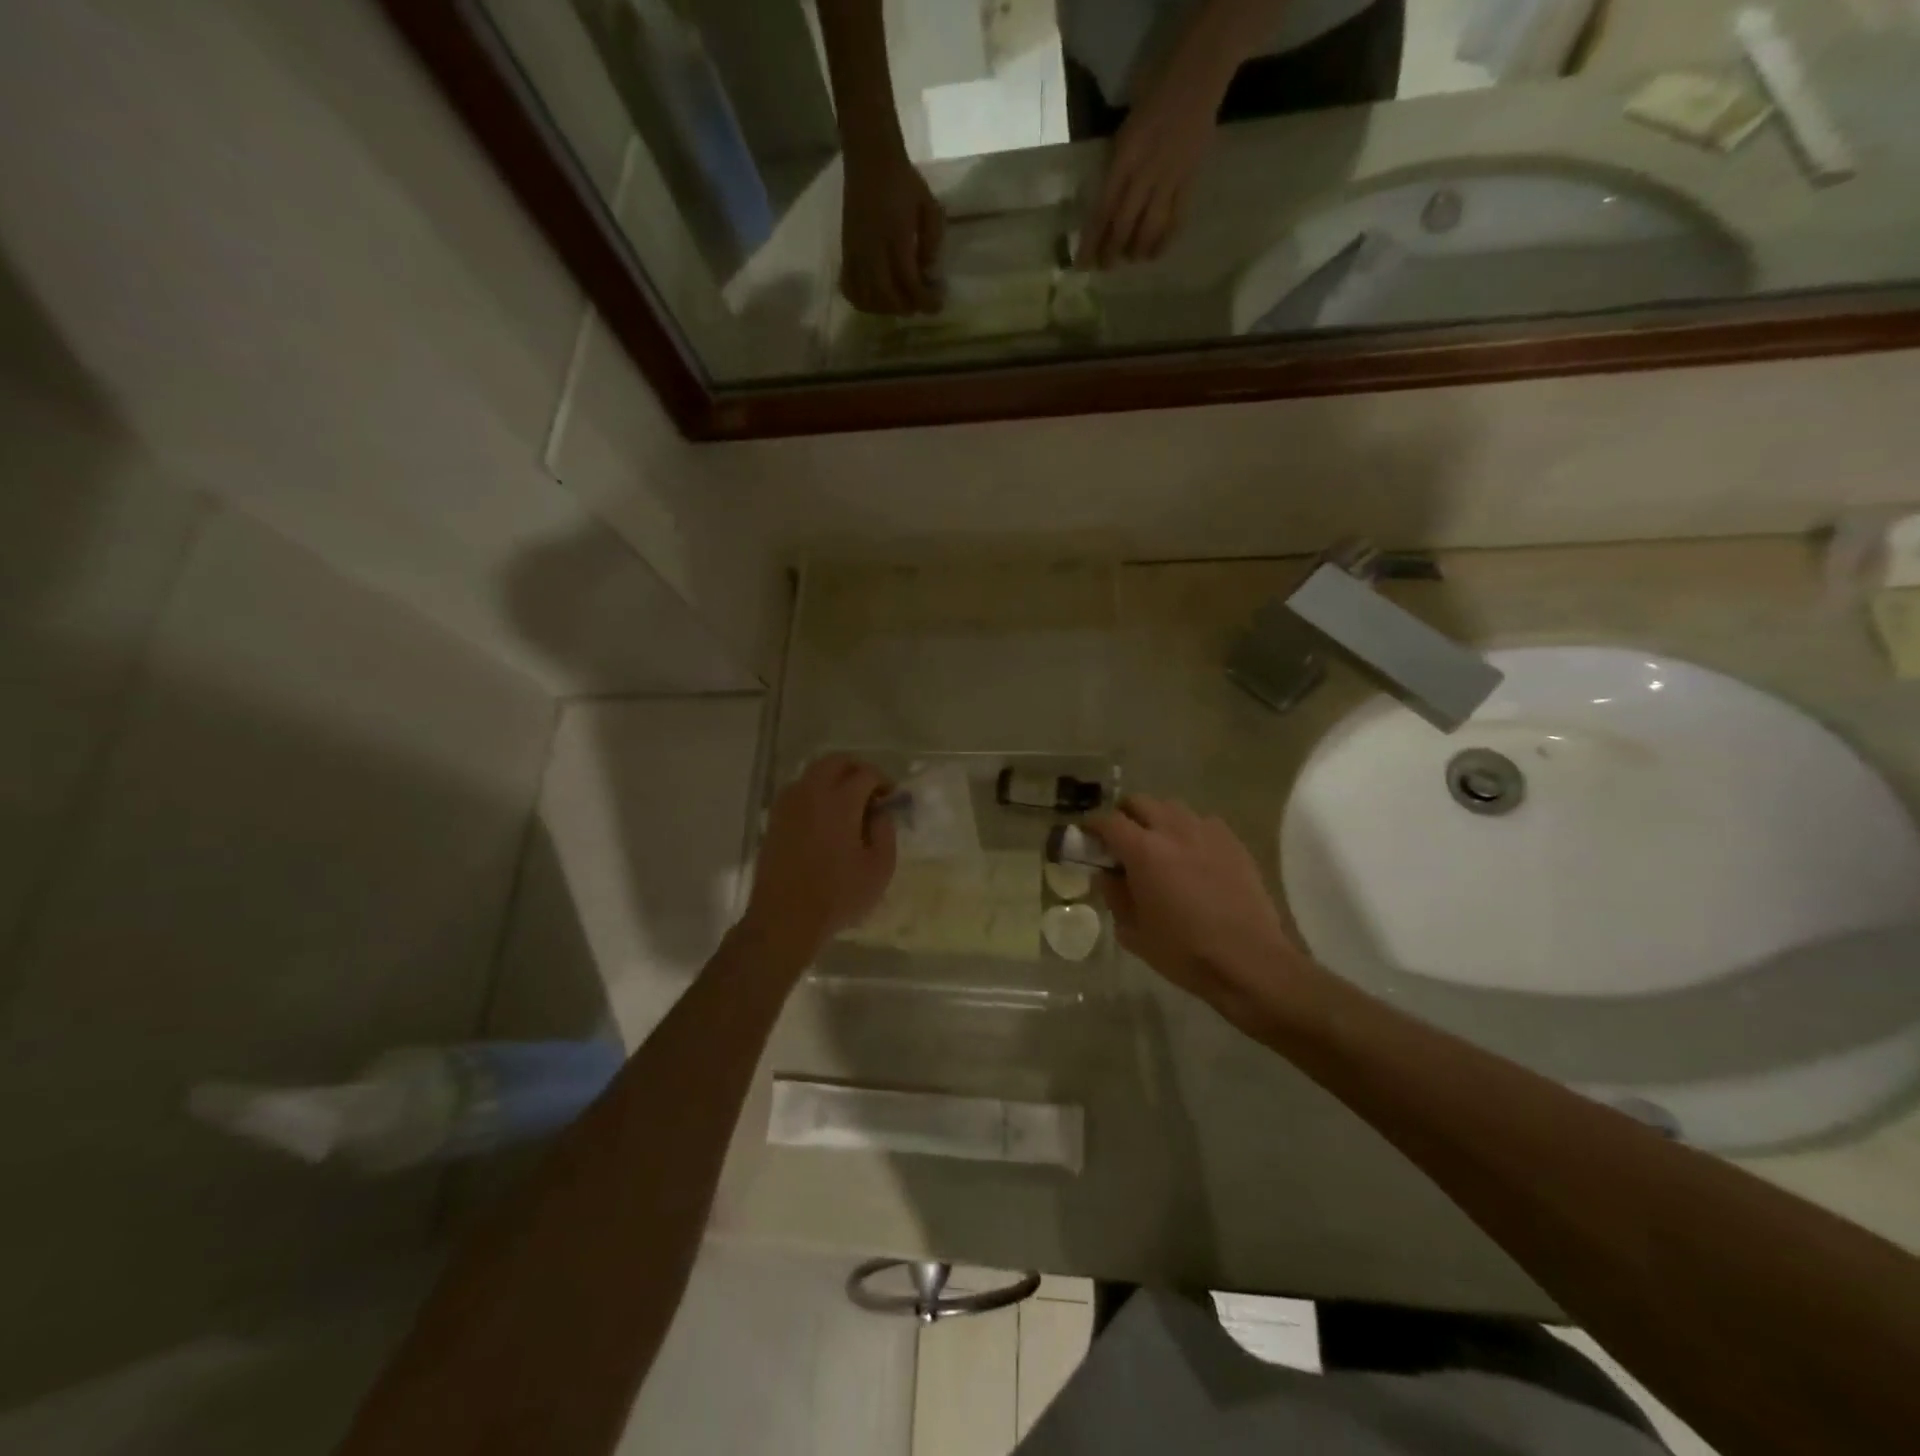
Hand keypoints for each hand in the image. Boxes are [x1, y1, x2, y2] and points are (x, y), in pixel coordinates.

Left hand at [741, 755, 896, 964]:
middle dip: (857, 769)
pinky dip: (815, 793)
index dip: (883, 781)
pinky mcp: (775, 820)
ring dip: (833, 779)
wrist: (785, 918)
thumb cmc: (838, 895)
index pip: (865, 773)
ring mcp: (788, 805)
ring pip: (813, 773)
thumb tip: (880, 813)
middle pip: (835, 761)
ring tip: (847, 805)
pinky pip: (798, 791)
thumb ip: (886, 832)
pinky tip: (824, 818)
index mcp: (840, 802)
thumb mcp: (879, 868)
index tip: (891, 797)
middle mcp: (811, 793)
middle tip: (870, 790)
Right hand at [840, 145, 944, 314]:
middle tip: (918, 303)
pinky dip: (862, 300)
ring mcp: (856, 252)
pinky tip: (875, 298)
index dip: (925, 300)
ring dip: (885, 308)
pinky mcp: (845, 251)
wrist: (870, 157)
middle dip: (905, 307)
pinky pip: (849, 287)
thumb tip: (930, 274)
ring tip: (899, 301)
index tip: (937, 304)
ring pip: (867, 298)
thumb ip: (933, 242)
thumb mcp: (929, 206)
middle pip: (886, 297)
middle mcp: (872, 249)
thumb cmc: (903, 181)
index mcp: (896, 237)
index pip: (909, 282)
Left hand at [1078, 64, 1220, 268]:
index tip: (1082, 264)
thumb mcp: (1127, 126)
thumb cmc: (1157, 88)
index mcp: (1124, 156)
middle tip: (1105, 267)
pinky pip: (1176, 218)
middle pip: (1124, 225)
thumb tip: (1108, 202)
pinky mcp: (1190, 178)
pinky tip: (1156, 252)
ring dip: (1137, 250)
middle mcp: (1145, 172)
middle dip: (1112, 252)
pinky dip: (1164, 239)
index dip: (1091, 242)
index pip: (1102, 210)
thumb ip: (1117, 163)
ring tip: (1131, 259)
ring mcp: (1170, 177)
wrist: (1201, 67)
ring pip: (1150, 228)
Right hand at [1091, 795, 1315, 1028]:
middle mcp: (1173, 830)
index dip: (1093, 826)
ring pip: (1172, 808)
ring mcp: (1207, 832)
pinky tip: (1192, 856)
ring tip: (1158, 846)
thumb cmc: (1183, 951)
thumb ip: (1114, 895)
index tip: (1087, 836)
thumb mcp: (1133, 931)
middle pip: (1140, 802)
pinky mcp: (1233, 842)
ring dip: (1157, 819)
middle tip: (1121, 841)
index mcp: (1143, 851)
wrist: (1249, 960)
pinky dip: (1188, 831)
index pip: (1108, 821)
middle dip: (1124, 815)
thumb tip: (1106, 874)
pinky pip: (1202, 822)